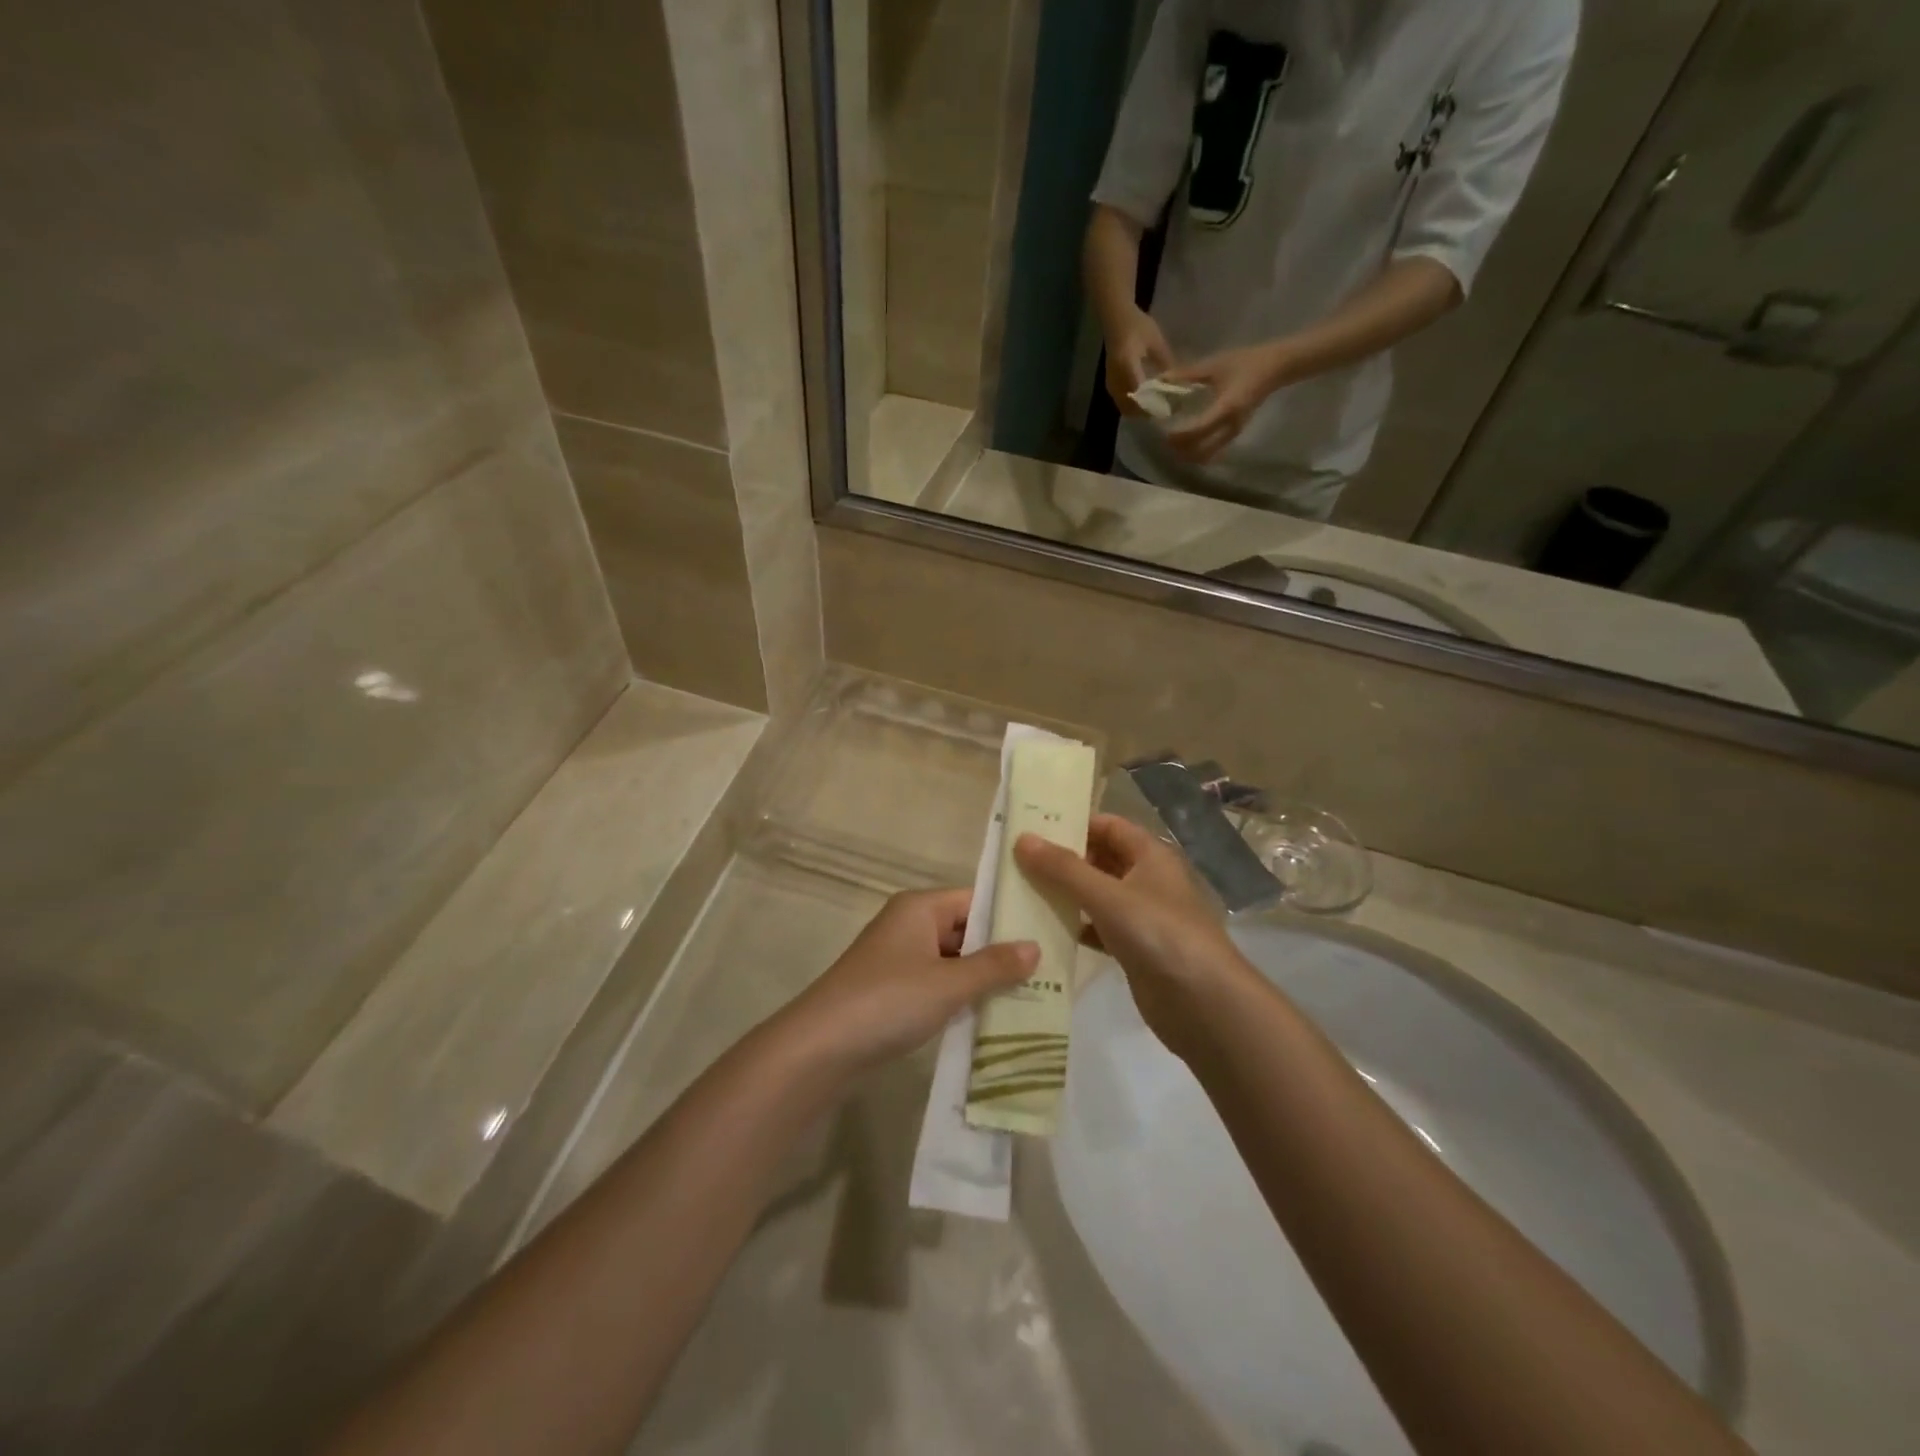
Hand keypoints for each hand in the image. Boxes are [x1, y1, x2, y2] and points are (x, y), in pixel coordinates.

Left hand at [779, 889, 1036, 1076]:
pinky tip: (990, 1017)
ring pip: (951, 961)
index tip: (1048, 933)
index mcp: (919, 908)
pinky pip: (936, 984)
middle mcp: (908, 925)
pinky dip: (959, 997)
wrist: (820, 1048)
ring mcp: (897, 959)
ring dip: (981, 979)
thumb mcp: (949, 983)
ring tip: (1031, 996)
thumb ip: (994, 965)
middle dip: (1000, 952)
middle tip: (1048, 971)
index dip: (1009, 916)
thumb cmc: (889, 1000)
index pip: (974, 900)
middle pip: (964, 930)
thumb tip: (1036, 947)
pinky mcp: (891, 991)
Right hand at [1015, 815, 1256, 1062]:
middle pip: (1100, 859)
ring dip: (1065, 894)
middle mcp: (1147, 880)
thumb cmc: (1159, 934)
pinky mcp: (1135, 950)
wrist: (1205, 1004)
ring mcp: (1142, 917)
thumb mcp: (1108, 896)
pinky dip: (1075, 927)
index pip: (1108, 825)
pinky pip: (1099, 929)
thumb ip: (1064, 869)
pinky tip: (1045, 931)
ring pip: (1097, 895)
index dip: (1073, 824)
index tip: (1031, 828)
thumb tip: (1022, 838)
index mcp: (1150, 855)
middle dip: (1063, 860)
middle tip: (1016, 861)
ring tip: (1021, 892)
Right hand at [1103, 307, 1173, 415]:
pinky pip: (1120, 402)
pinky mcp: (1110, 384)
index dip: (1152, 402)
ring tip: (1155, 410)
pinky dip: (1132, 406)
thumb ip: (1165, 361)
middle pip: (1130, 405)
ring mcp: (1111, 382)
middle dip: (1146, 412)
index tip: (1167, 408)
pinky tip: (1144, 403)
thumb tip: (1175, 381)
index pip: (1139, 391)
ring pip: (1124, 406)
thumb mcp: (1156, 340)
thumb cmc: (1137, 324)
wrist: (1116, 319)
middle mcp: (1116, 377)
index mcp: (1127, 364)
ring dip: (1139, 411)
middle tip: (1163, 412)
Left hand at [1161, 343, 1296, 462]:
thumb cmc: (1246, 362)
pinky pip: (1214, 450)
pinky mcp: (1235, 433)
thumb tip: (1163, 378)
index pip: (1198, 430)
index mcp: (1226, 408)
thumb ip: (1188, 373)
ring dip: (1189, 454)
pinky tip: (1189, 442)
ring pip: (1208, 455)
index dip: (1178, 435)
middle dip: (1181, 449)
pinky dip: (1199, 451)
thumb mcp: (1215, 364)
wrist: (1276, 367)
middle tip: (1165, 440)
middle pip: (1201, 451)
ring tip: (1174, 443)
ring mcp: (1234, 432)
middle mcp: (1231, 426)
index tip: (1162, 431)